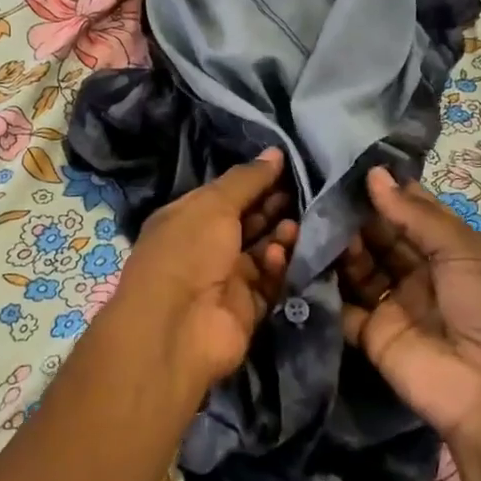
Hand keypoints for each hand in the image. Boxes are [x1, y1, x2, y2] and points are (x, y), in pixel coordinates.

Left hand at [109, 149, 297, 390]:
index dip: (255, 182)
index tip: (289, 168)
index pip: (226, 194)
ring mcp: (225, 280)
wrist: (176, 327)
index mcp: (187, 218)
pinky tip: (279, 256)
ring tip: (295, 226)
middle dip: (272, 208)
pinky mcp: (245, 309)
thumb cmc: (188, 252)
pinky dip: (275, 268)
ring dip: (279, 238)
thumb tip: (275, 153)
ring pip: (261, 252)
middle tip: (304, 194)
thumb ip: (247, 180)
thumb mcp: (213, 204)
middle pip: (246, 222)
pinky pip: (267, 283)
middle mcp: (205, 247)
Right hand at [338, 167, 480, 480]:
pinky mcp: (372, 336)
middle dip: (356, 217)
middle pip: (382, 238)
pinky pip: (343, 306)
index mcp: (453, 252)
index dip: (386, 191)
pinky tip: (303, 260)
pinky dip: (324, 286)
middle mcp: (422, 275)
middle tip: (321, 191)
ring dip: (341, 247)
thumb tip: (373, 174)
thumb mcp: (464, 250)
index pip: (413, 213)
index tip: (348, 166)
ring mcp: (396, 305)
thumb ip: (414, 213)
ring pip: (360, 268)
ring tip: (314, 223)